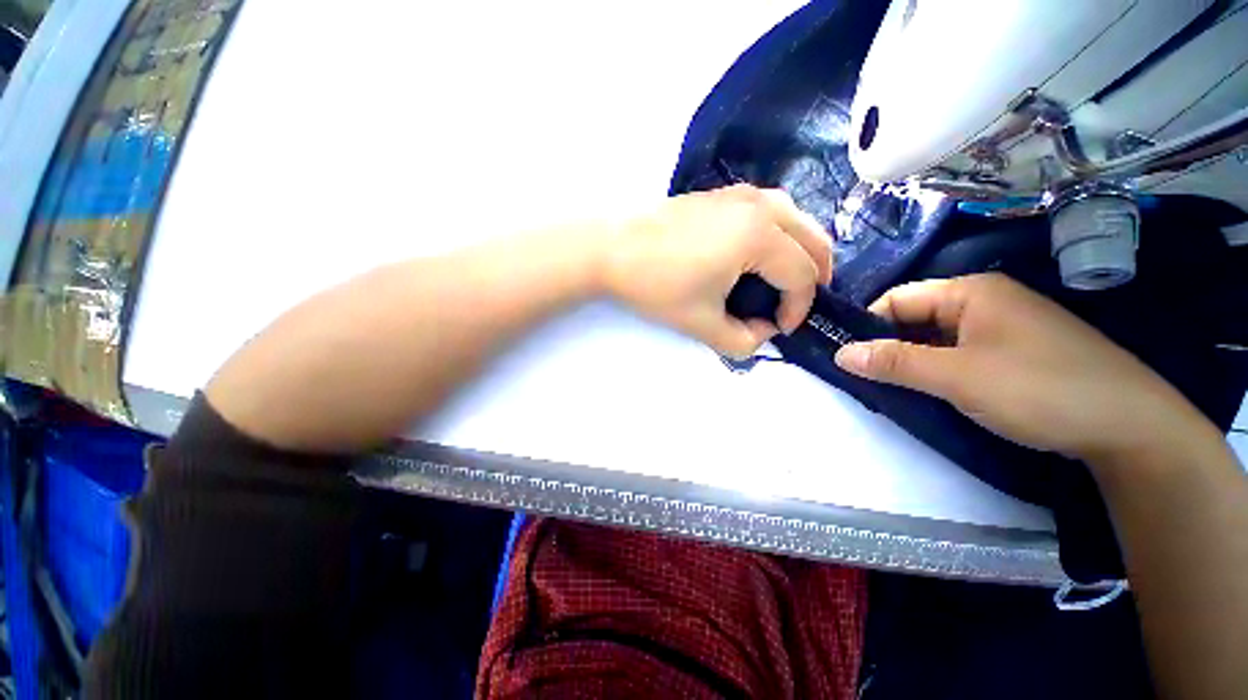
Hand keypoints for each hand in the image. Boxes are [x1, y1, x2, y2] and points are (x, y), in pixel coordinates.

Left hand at [603, 185, 832, 358]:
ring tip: (787, 280)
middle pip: (812, 239)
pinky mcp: (721, 194)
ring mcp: (740, 194)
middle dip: (814, 276)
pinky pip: (770, 210)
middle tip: (798, 304)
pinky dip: (780, 233)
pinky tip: (761, 255)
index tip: (780, 329)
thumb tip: (763, 331)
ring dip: (801, 250)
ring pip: (795, 218)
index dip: (798, 308)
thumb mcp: (702, 325)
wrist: (611, 250)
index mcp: (759, 236)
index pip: (801, 276)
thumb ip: (743, 342)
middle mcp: (759, 205)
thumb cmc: (656, 287)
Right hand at [833, 273, 1211, 462]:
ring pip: (936, 338)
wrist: (1129, 427)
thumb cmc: (1040, 389)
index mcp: (970, 292)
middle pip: (915, 318)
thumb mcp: (957, 376)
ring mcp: (1002, 327)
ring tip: (893, 388)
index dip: (867, 326)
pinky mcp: (1013, 352)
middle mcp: (984, 301)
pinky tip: (931, 391)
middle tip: (866, 378)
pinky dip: (937, 370)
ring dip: (911, 361)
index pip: (897, 299)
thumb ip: (894, 362)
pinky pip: (958, 353)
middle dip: (887, 347)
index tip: (847, 357)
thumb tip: (839, 353)